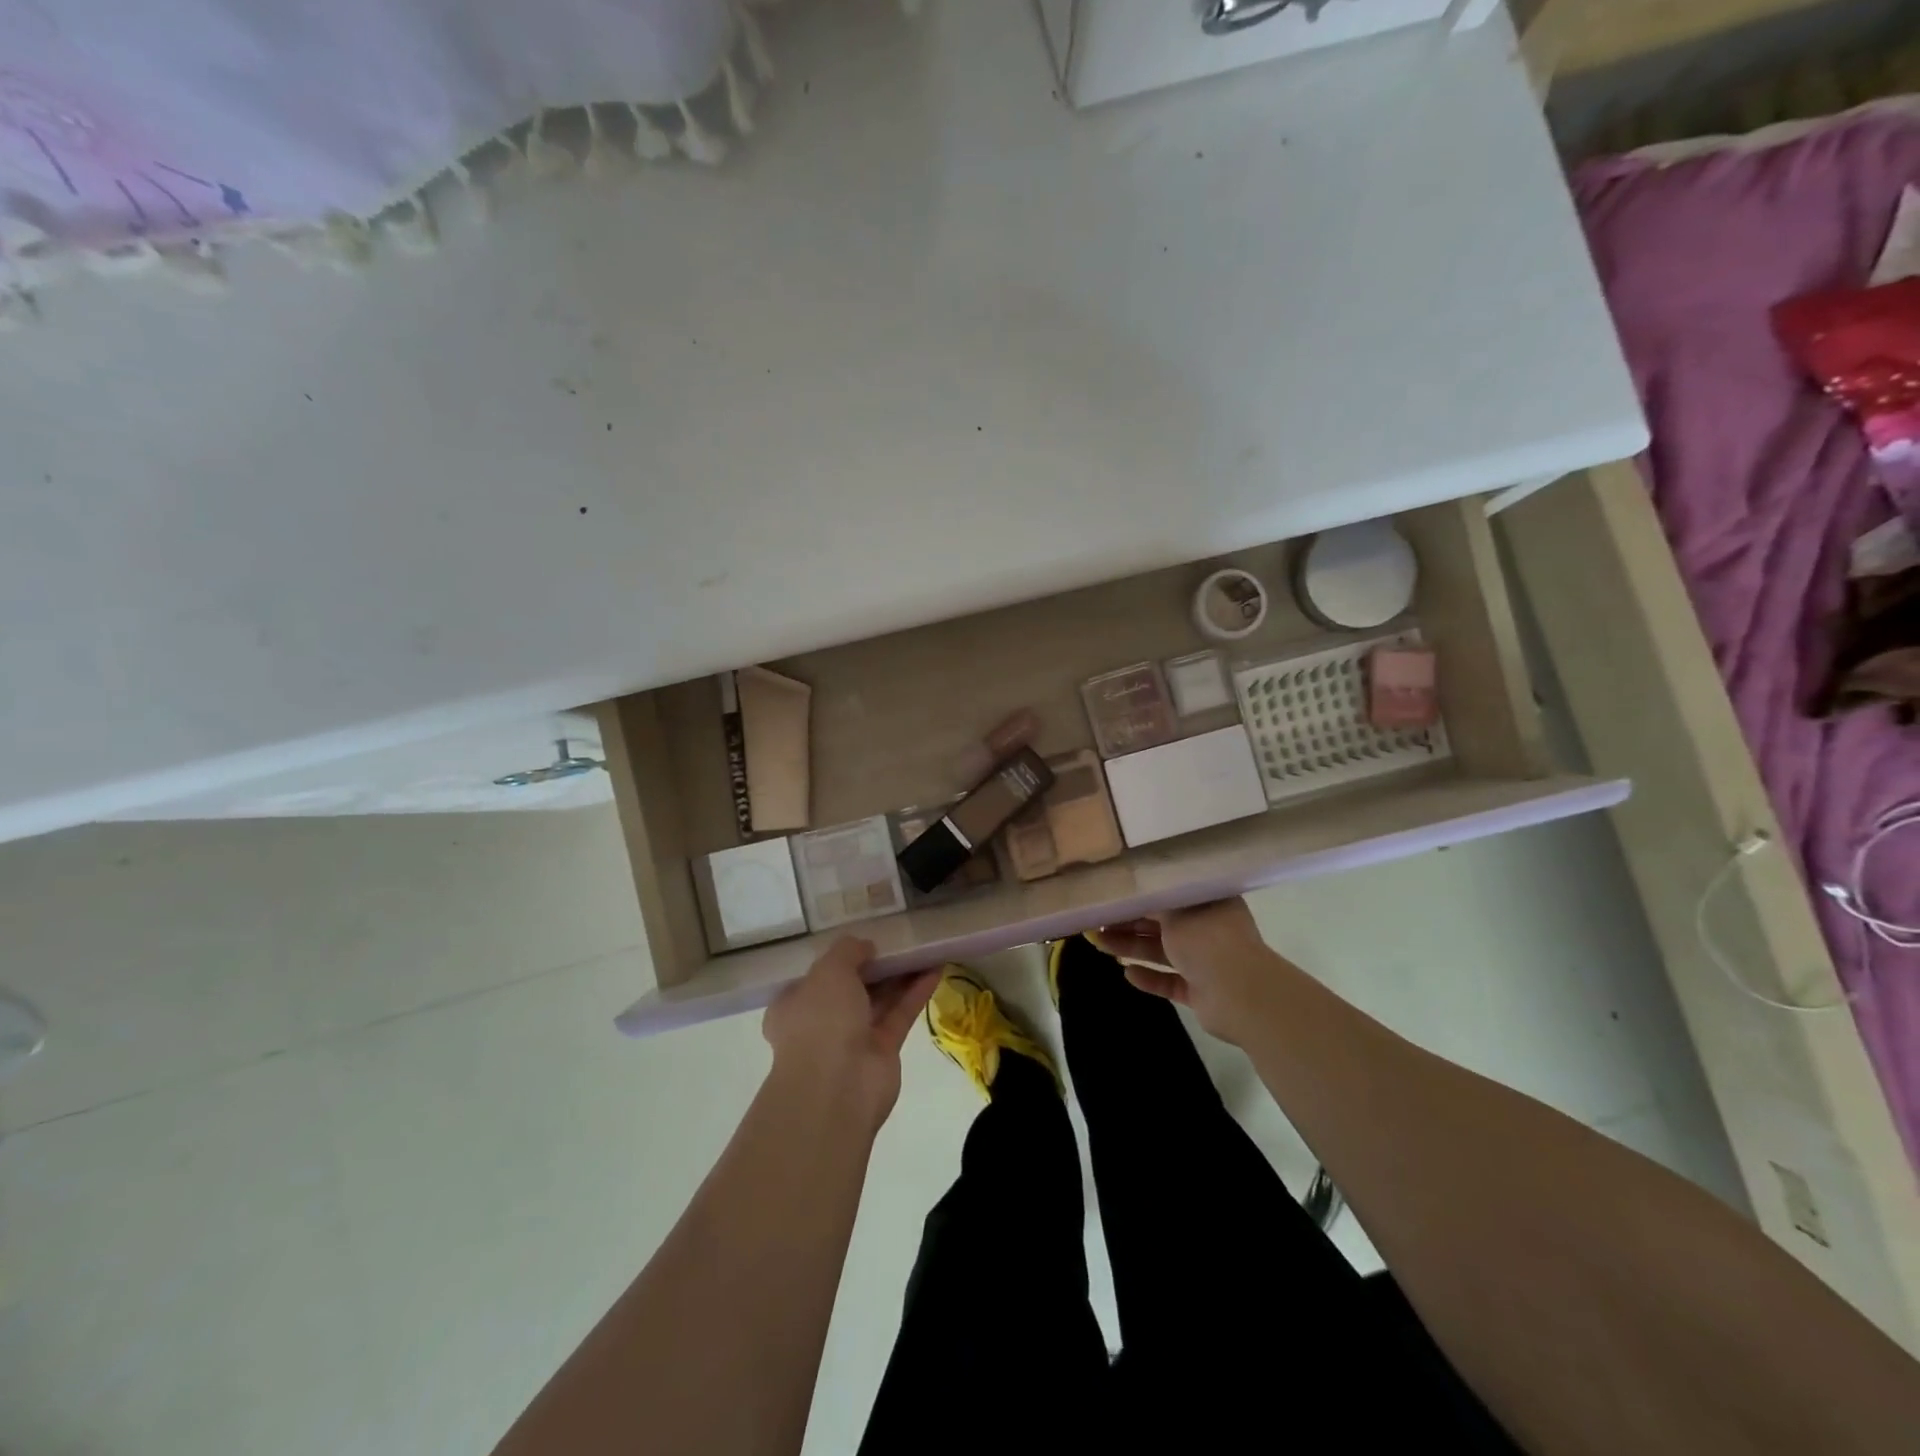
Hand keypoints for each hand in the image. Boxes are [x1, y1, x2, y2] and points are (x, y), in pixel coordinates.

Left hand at [762, 938, 939, 1131]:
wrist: (837, 1088)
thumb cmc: (821, 1020)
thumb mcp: (829, 970)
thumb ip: (848, 951)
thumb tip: (866, 947)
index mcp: (794, 1004)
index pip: (815, 977)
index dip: (839, 958)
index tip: (863, 942)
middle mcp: (820, 1022)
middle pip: (852, 987)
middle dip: (876, 966)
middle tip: (900, 941)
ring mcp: (852, 1039)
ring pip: (879, 1000)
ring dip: (900, 976)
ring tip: (924, 949)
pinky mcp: (882, 1052)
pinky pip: (900, 1015)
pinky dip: (915, 993)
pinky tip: (935, 969)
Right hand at [1090, 898, 1276, 1042]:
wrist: (1241, 995)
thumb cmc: (1208, 940)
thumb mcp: (1174, 912)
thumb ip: (1150, 902)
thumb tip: (1129, 891)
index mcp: (1208, 902)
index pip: (1169, 894)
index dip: (1139, 895)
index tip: (1111, 895)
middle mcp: (1207, 928)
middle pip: (1161, 923)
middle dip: (1128, 923)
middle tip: (1095, 921)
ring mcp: (1205, 961)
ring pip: (1162, 951)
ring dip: (1131, 947)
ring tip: (1098, 944)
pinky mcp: (1200, 990)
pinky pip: (1169, 980)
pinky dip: (1150, 977)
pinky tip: (1128, 974)